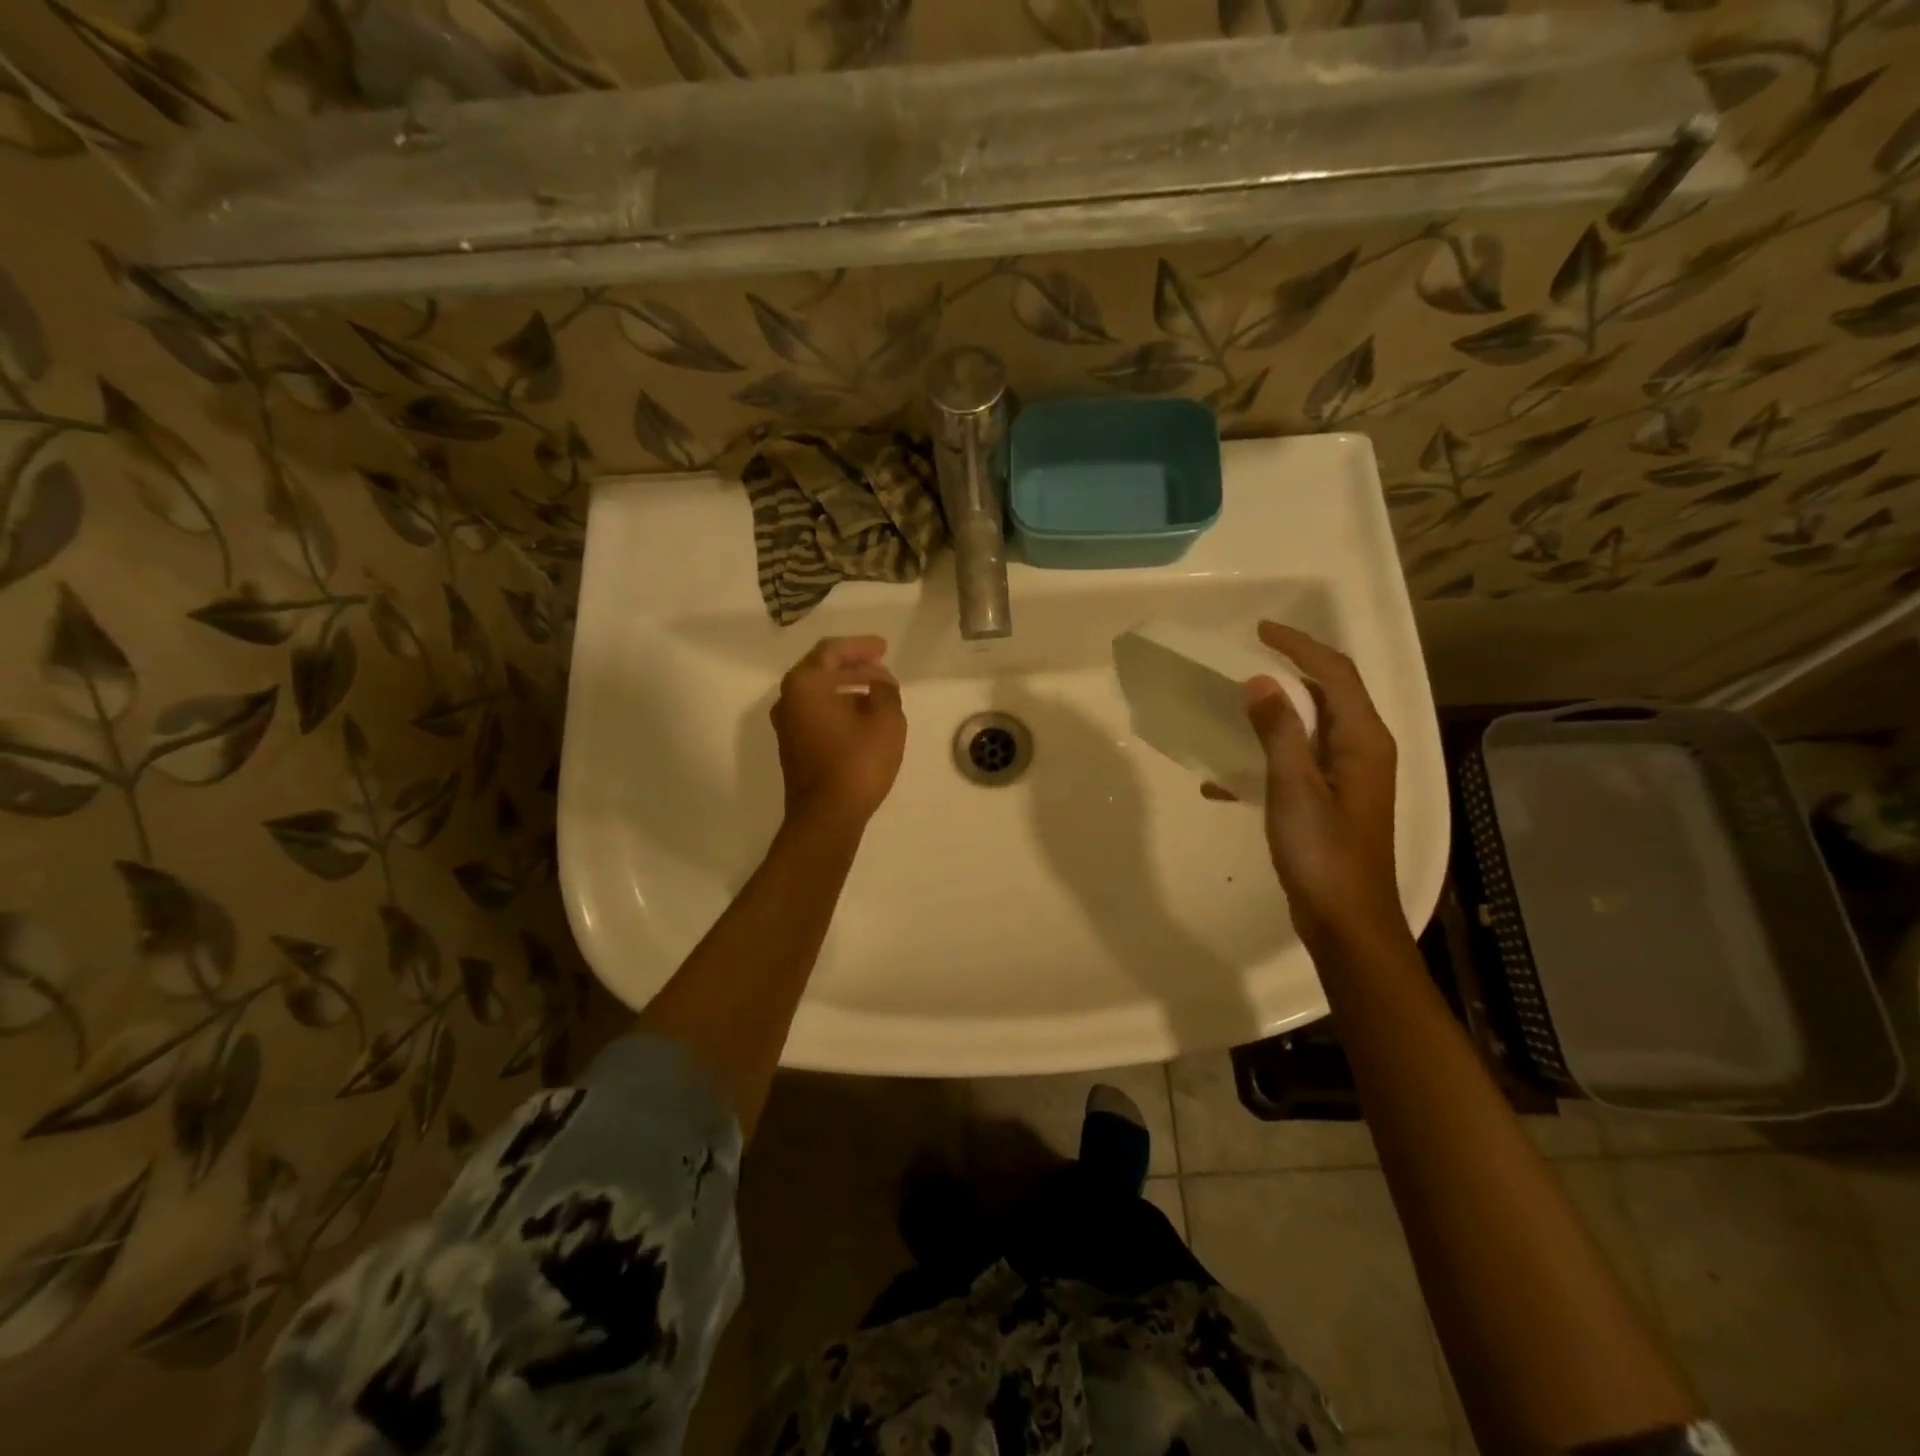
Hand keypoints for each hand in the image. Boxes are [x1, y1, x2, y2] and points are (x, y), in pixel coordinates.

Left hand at [771, 636, 906, 828]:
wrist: (827, 816)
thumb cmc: (857, 762)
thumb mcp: (886, 721)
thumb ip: (886, 692)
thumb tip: (880, 684)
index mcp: (805, 684)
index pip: (832, 651)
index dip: (860, 647)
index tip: (884, 648)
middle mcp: (788, 699)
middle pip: (822, 670)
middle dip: (855, 667)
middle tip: (883, 669)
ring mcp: (787, 725)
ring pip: (819, 693)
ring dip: (848, 688)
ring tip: (879, 693)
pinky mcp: (793, 747)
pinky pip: (817, 714)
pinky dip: (839, 707)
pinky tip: (863, 717)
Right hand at [1243, 622, 1401, 945]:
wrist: (1346, 921)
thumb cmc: (1323, 852)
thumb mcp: (1294, 787)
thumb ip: (1279, 731)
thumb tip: (1260, 682)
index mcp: (1363, 740)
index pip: (1335, 673)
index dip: (1299, 645)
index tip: (1260, 630)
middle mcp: (1364, 750)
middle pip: (1331, 693)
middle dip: (1293, 669)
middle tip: (1248, 658)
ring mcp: (1350, 777)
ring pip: (1312, 726)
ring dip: (1277, 712)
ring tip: (1235, 707)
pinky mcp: (1333, 800)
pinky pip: (1299, 760)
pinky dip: (1268, 757)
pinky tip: (1224, 781)